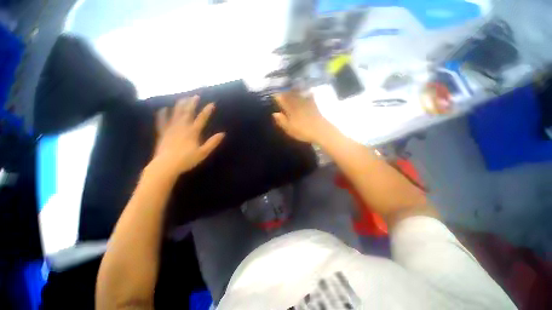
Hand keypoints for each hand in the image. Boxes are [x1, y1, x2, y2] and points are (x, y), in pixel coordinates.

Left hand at [152, 96, 224, 175]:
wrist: (166, 166)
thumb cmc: (187, 160)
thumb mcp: (203, 153)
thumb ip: (212, 143)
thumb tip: (222, 134)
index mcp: (193, 132)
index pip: (201, 119)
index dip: (207, 111)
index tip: (211, 104)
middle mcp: (182, 128)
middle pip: (187, 113)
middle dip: (192, 104)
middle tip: (195, 96)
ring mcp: (171, 130)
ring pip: (175, 115)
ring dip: (179, 106)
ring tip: (182, 98)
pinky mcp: (163, 134)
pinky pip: (162, 122)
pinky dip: (162, 115)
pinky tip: (163, 109)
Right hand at [272, 91, 328, 143]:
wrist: (320, 130)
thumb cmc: (303, 131)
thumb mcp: (289, 129)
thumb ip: (281, 121)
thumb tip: (274, 114)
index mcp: (290, 110)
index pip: (282, 101)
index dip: (278, 97)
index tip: (274, 95)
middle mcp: (297, 104)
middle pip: (290, 96)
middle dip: (285, 92)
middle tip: (281, 90)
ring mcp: (306, 103)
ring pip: (299, 94)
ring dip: (295, 91)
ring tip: (292, 88)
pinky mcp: (314, 105)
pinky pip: (310, 96)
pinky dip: (308, 93)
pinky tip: (308, 91)